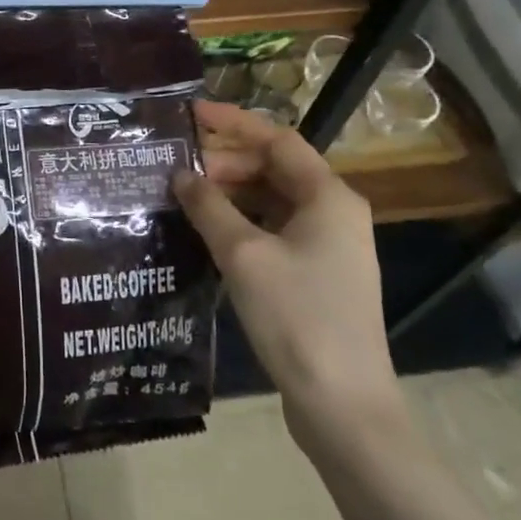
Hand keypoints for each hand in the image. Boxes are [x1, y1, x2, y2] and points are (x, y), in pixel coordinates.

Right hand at [173, 102, 403, 440]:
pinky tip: (207, 233)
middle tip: (177, 169)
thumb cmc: (297, 317)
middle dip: (225, 163)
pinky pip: (274, 230)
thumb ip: (209, 207)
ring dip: (230, 194)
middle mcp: (334, 213)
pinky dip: (241, 224)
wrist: (343, 405)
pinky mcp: (317, 275)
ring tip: (184, 197)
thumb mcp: (244, 255)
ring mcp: (328, 246)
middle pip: (274, 169)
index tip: (190, 114)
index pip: (276, 139)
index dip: (232, 123)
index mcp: (328, 196)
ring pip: (272, 201)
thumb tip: (181, 175)